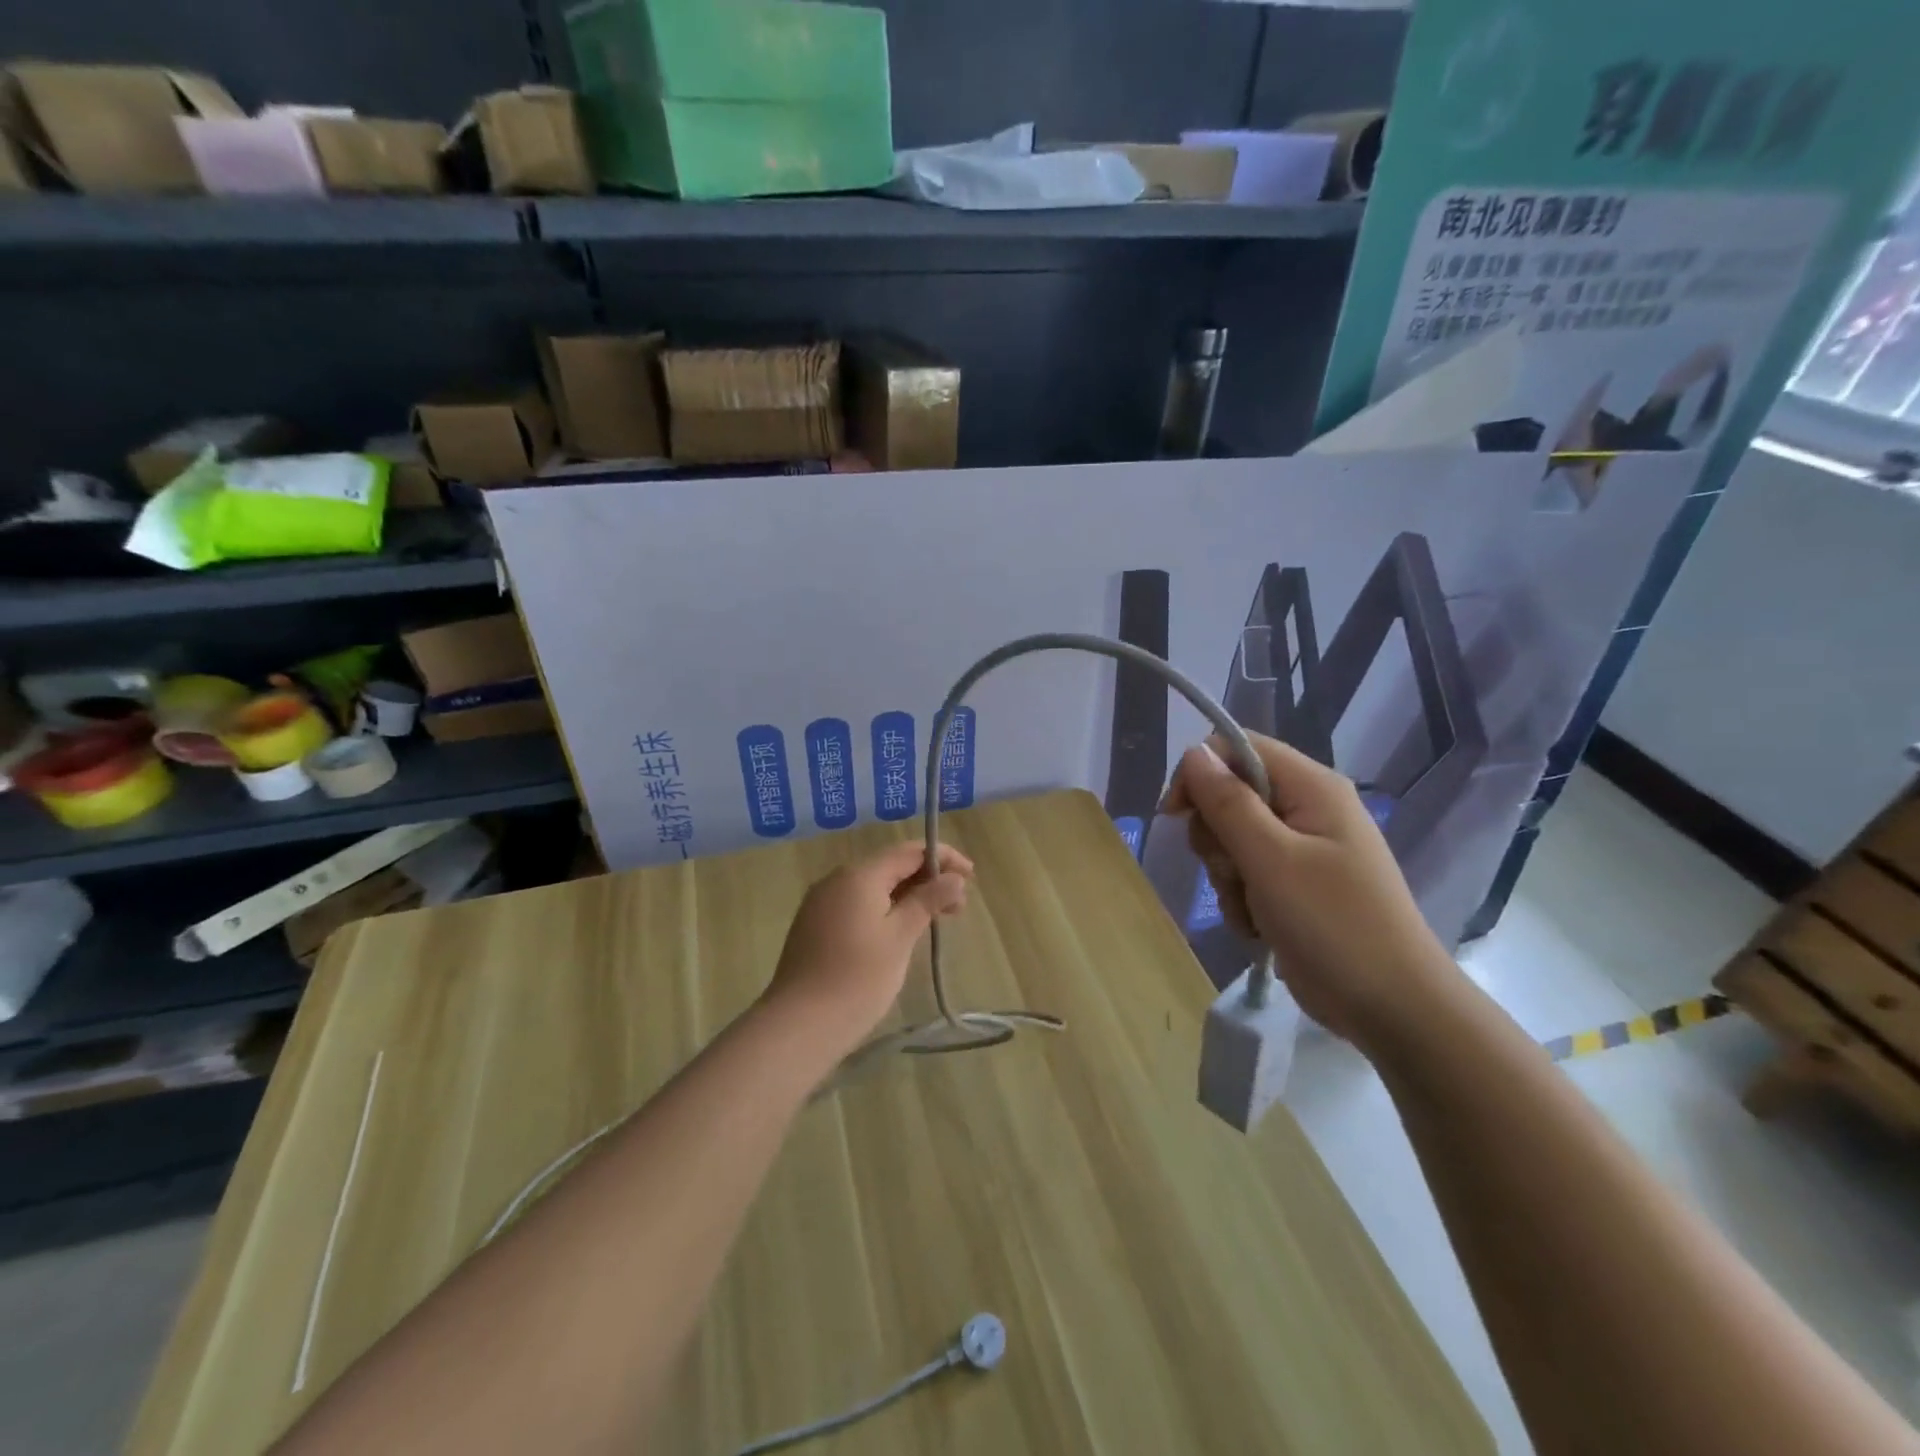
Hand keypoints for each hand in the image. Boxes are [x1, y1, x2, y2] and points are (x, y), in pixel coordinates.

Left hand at [762, 840, 974, 1059]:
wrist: (799, 1026)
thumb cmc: (858, 978)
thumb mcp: (901, 937)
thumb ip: (928, 901)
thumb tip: (955, 878)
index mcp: (859, 875)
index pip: (908, 851)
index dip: (943, 858)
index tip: (971, 877)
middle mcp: (837, 879)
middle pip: (891, 867)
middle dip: (927, 879)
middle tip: (958, 907)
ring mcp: (822, 903)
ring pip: (874, 887)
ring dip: (908, 897)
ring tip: (935, 922)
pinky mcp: (815, 925)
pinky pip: (858, 905)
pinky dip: (885, 910)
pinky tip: (901, 933)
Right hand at [1160, 734, 1459, 1055]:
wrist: (1392, 1008)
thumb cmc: (1334, 925)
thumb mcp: (1271, 860)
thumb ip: (1228, 802)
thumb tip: (1192, 752)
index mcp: (1312, 787)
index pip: (1237, 749)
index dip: (1200, 774)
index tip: (1177, 816)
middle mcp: (1307, 808)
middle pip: (1230, 795)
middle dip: (1216, 835)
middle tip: (1232, 870)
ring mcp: (1303, 849)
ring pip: (1232, 838)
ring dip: (1226, 874)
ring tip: (1250, 906)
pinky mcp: (1296, 885)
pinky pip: (1246, 873)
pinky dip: (1241, 898)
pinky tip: (1257, 925)